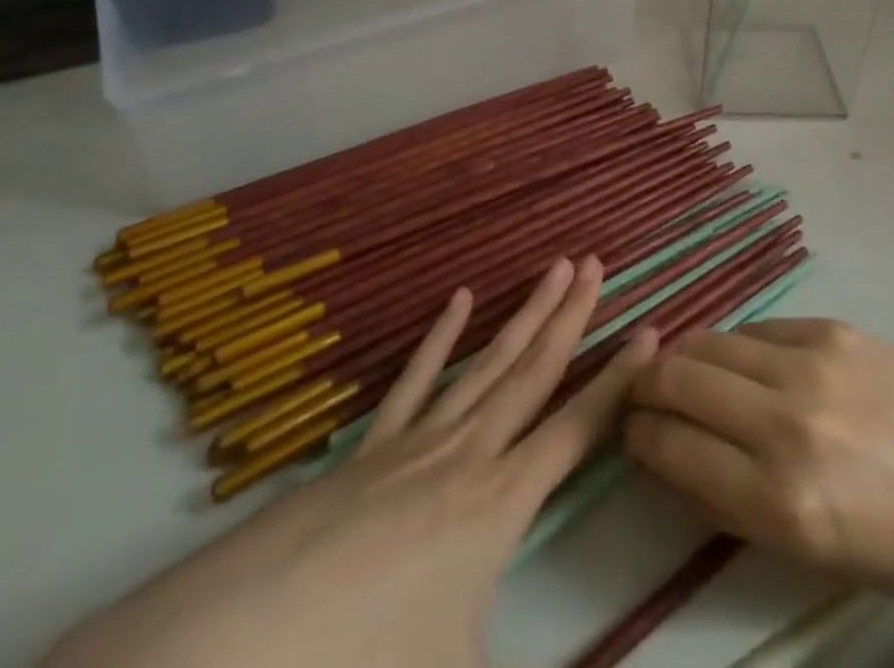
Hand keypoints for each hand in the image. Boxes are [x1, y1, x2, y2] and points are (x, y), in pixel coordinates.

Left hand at [45, 257, 657, 667]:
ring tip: (551, 268)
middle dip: (570, 317)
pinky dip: (441, 338)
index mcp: (498, 506)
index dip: (619, 381)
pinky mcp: (369, 449)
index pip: (577, 428)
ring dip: (523, 315)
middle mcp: (466, 456)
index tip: (652, 330)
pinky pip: (416, 381)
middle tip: (595, 264)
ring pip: (486, 364)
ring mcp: (415, 444)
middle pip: (532, 373)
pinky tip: (458, 300)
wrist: (240, 651)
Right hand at [624, 318, 893, 606]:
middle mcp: (787, 422)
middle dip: (645, 387)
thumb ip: (730, 500)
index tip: (631, 431)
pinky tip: (742, 363)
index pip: (672, 447)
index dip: (638, 436)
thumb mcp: (808, 552)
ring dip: (683, 357)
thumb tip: (670, 451)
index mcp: (781, 501)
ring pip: (709, 341)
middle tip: (644, 395)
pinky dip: (735, 347)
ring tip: (683, 372)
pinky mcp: (832, 329)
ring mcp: (812, 364)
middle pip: (678, 379)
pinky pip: (757, 329)